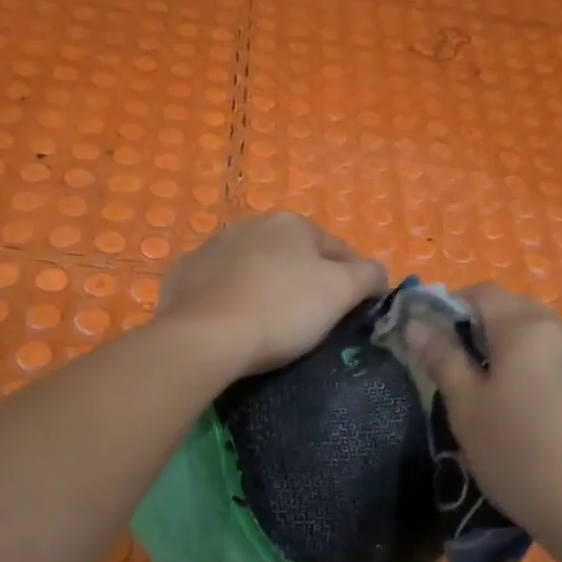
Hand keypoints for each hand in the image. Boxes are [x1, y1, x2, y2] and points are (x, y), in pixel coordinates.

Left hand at [158, 213, 387, 376]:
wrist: (204, 337)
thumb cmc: (282, 311)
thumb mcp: (341, 292)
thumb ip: (369, 276)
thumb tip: (378, 274)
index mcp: (292, 224)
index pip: (339, 251)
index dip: (353, 282)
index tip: (353, 313)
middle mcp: (251, 224)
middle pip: (295, 257)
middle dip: (307, 283)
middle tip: (312, 323)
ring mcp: (213, 248)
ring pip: (256, 269)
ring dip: (268, 288)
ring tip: (271, 325)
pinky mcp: (184, 275)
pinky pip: (221, 286)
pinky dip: (232, 299)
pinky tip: (234, 323)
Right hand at [403, 284, 561, 538]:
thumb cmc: (514, 452)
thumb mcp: (465, 406)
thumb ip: (441, 356)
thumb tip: (416, 322)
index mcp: (525, 327)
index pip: (482, 292)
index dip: (450, 307)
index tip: (433, 341)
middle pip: (514, 309)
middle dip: (482, 327)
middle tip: (460, 369)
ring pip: (540, 334)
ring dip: (512, 347)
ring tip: (495, 391)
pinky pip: (561, 359)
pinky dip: (539, 368)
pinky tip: (532, 410)